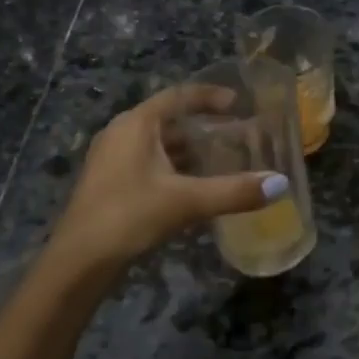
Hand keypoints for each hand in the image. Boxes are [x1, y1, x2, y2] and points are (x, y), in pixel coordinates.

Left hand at [50, 86, 286, 274]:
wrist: (78, 262)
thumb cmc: (129, 216)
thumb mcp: (186, 202)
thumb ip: (234, 191)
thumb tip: (281, 184)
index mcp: (136, 124)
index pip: (178, 96)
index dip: (209, 96)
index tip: (238, 104)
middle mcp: (121, 133)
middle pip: (168, 120)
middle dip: (202, 127)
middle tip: (234, 135)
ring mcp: (111, 159)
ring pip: (157, 144)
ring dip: (187, 150)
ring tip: (219, 161)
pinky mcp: (108, 183)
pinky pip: (147, 163)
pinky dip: (172, 168)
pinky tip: (191, 188)